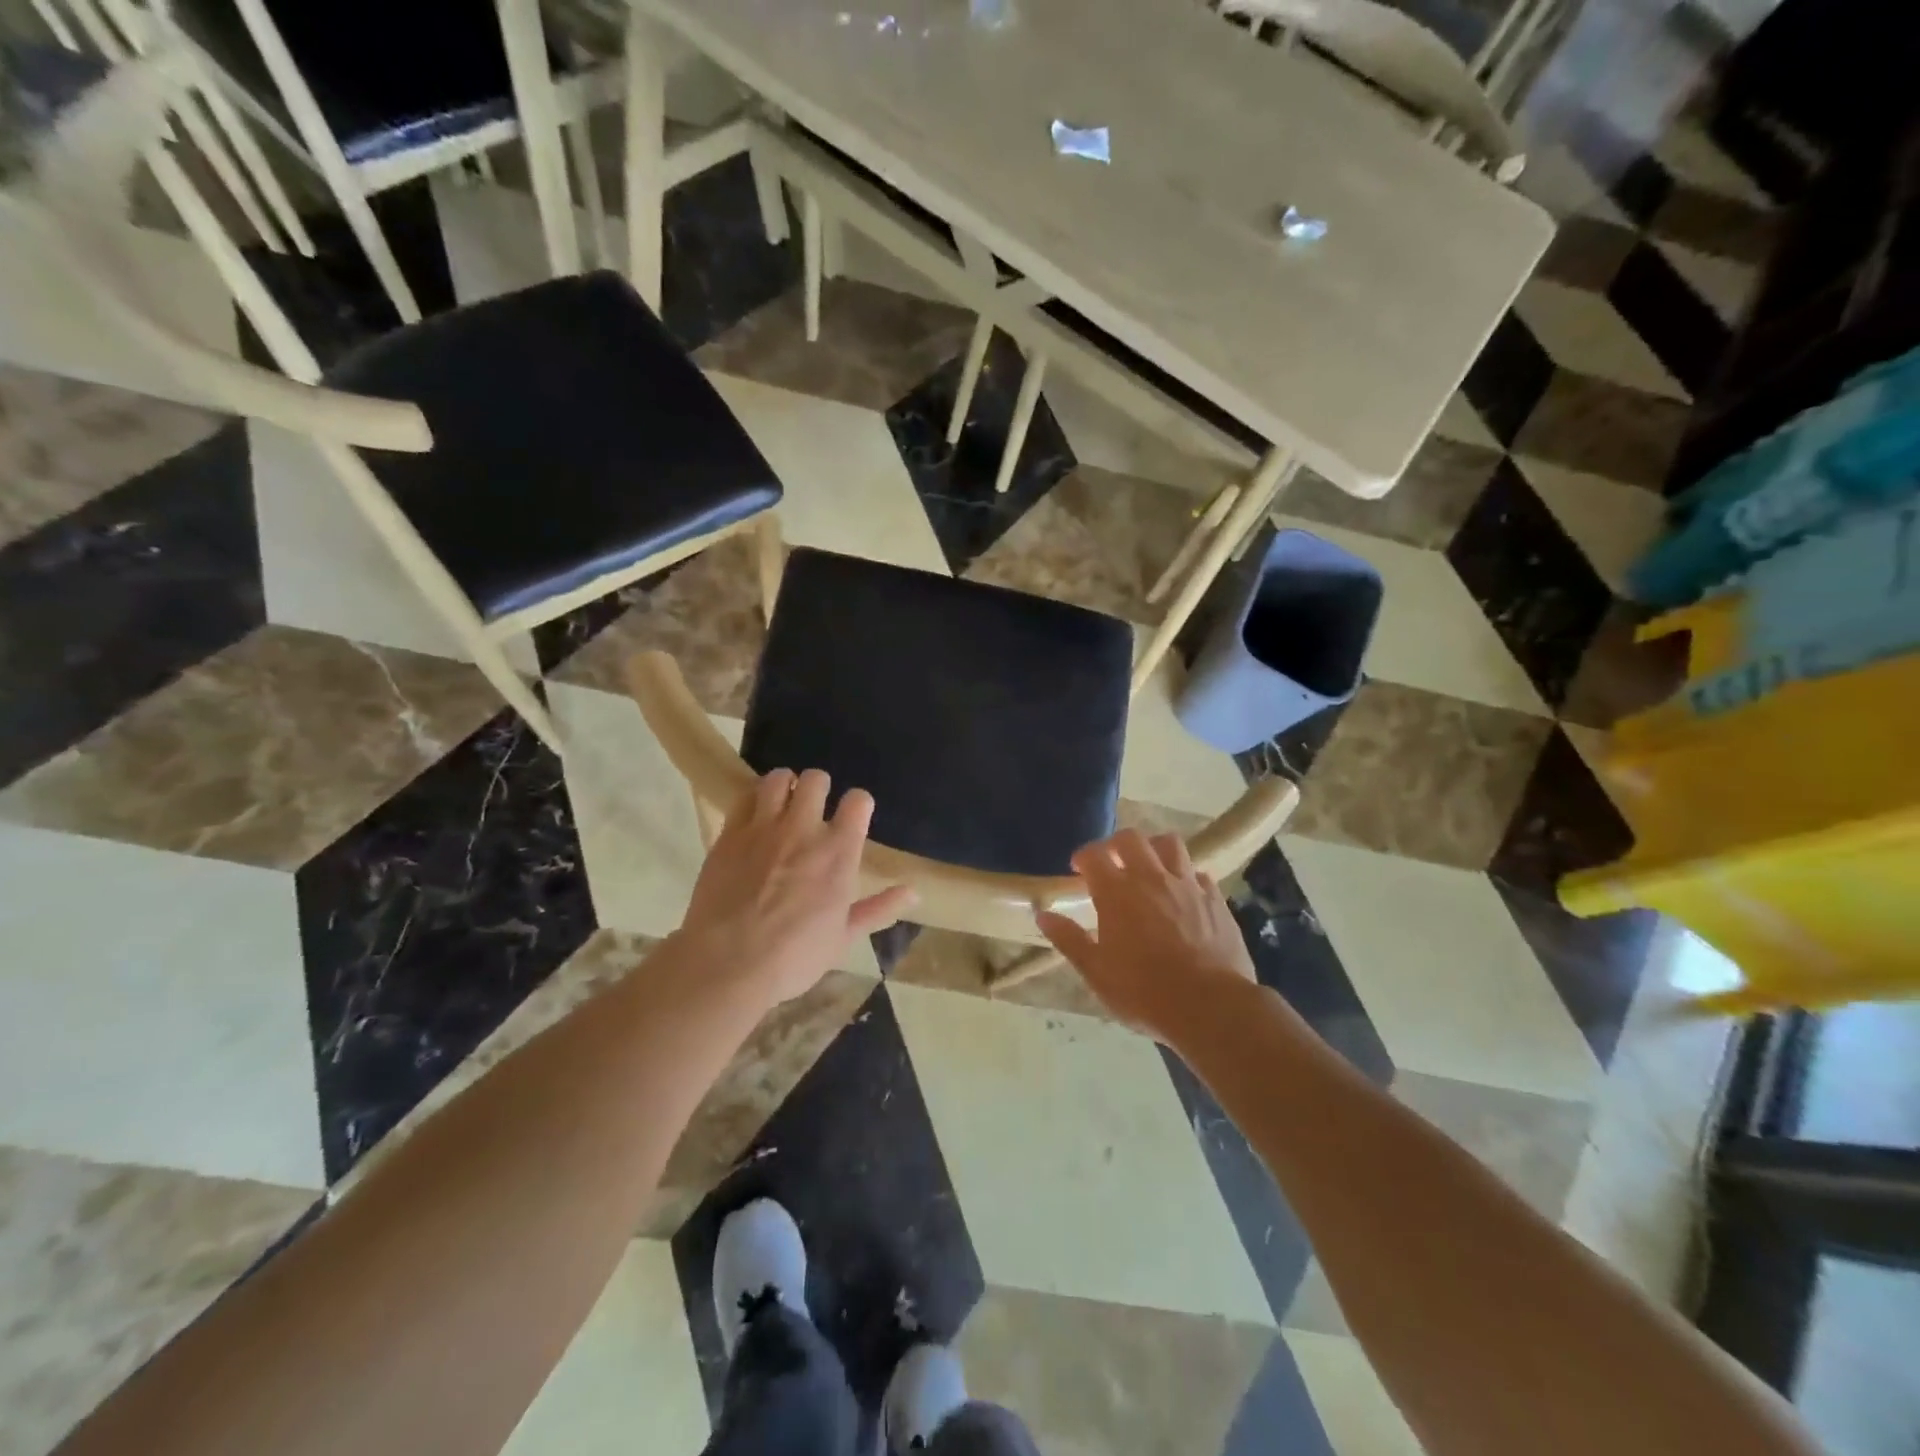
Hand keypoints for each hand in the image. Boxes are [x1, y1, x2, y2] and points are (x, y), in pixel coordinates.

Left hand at [677, 768, 914, 1006]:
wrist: (728, 963)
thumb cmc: (794, 956)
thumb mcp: (844, 937)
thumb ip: (879, 908)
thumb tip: (913, 893)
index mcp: (839, 852)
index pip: (859, 801)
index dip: (858, 805)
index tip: (853, 817)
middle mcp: (804, 828)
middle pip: (817, 779)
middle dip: (819, 788)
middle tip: (814, 809)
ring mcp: (764, 827)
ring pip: (778, 779)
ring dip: (785, 786)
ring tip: (783, 804)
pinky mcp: (730, 833)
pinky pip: (743, 797)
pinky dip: (753, 801)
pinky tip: (754, 818)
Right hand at [1036, 828, 1255, 1038]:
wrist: (1210, 1007)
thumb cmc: (1144, 992)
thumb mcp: (1096, 972)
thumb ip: (1069, 939)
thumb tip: (1043, 914)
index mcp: (1116, 892)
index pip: (1093, 855)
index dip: (1082, 857)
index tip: (1078, 869)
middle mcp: (1150, 878)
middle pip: (1131, 839)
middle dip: (1116, 844)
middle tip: (1111, 863)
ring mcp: (1186, 885)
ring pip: (1169, 844)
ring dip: (1154, 849)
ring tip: (1149, 867)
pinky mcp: (1214, 898)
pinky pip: (1198, 873)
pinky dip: (1185, 877)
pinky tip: (1182, 894)